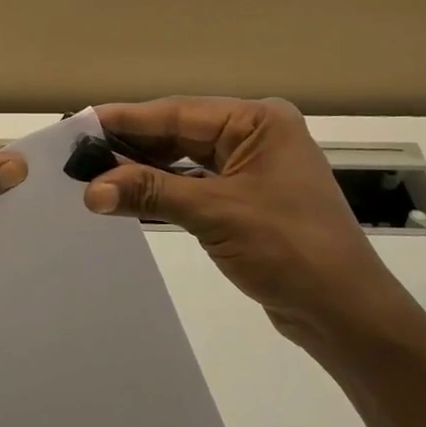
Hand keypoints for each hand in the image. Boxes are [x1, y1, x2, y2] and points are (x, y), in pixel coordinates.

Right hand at [83, 97, 396, 346]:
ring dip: (146, 170)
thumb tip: (91, 190)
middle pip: (181, 134)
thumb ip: (152, 192)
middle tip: (80, 152)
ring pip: (186, 161)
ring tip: (94, 173)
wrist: (345, 313)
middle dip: (133, 146)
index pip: (180, 112)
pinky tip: (129, 195)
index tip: (82, 123)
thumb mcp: (216, 214)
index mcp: (259, 122)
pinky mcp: (248, 201)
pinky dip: (165, 192)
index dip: (128, 119)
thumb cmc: (288, 249)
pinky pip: (197, 186)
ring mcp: (253, 169)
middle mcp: (257, 136)